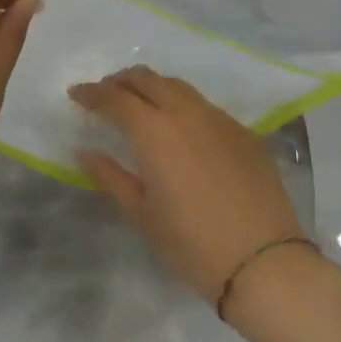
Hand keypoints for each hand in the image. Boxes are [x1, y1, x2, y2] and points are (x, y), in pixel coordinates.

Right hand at [69, 66, 303, 302]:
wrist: (264, 263)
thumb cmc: (191, 243)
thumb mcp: (140, 213)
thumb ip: (109, 176)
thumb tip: (86, 152)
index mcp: (154, 130)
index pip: (115, 97)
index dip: (91, 93)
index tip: (76, 95)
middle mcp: (186, 113)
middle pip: (147, 79)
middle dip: (121, 81)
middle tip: (106, 95)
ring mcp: (220, 120)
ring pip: (179, 87)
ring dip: (153, 88)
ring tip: (141, 106)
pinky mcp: (245, 134)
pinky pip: (205, 107)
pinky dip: (182, 107)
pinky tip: (181, 131)